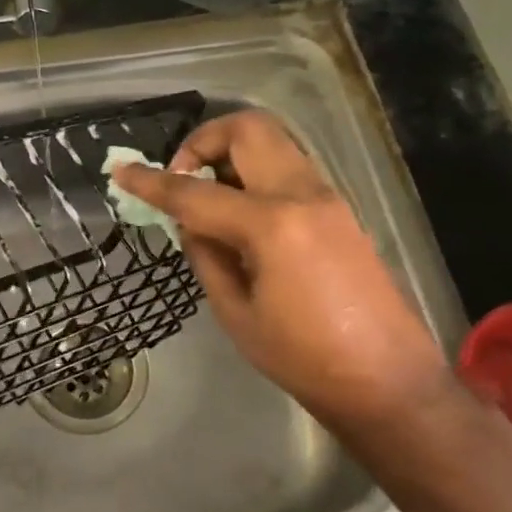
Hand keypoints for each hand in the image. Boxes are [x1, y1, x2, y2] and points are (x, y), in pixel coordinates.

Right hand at [112, 110, 451, 438]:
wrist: (389, 382)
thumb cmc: (303, 359)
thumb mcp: (236, 313)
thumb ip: (206, 256)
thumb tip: (190, 224)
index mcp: (272, 225)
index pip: (196, 192)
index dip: (152, 182)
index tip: (121, 171)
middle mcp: (303, 195)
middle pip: (247, 129)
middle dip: (203, 141)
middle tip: (182, 179)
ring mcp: (327, 197)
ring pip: (271, 142)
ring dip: (231, 154)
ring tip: (209, 198)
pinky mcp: (338, 210)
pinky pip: (287, 168)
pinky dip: (254, 173)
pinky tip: (241, 216)